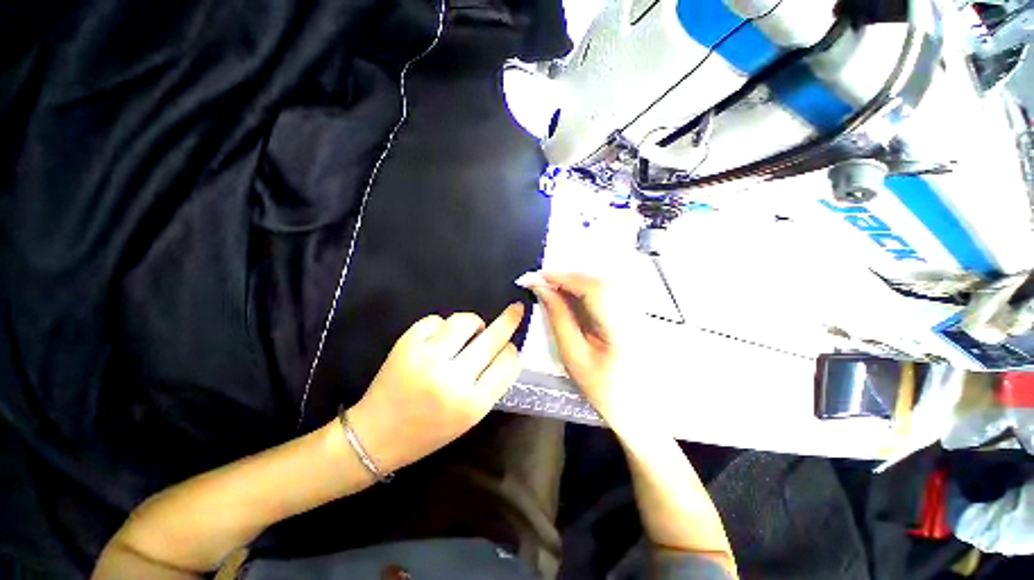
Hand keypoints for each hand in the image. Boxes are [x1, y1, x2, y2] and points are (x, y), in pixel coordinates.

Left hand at [347, 303, 524, 473]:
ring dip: (472, 323)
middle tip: (516, 308)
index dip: (511, 350)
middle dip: (509, 320)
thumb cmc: (428, 432)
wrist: (375, 437)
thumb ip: (490, 384)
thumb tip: (505, 349)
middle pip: (491, 339)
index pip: (507, 363)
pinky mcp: (406, 345)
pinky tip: (437, 340)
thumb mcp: (468, 417)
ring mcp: (427, 359)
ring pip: (464, 321)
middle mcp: (452, 379)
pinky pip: (435, 320)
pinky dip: (441, 326)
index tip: (509, 346)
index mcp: (472, 404)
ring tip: (468, 332)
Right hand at [522, 272, 653, 437]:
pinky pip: (608, 291)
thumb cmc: (602, 388)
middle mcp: (633, 312)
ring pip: (603, 282)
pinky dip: (586, 289)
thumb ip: (558, 318)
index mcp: (620, 328)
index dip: (563, 277)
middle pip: (599, 280)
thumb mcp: (573, 355)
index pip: (592, 288)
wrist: (637, 406)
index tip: (537, 277)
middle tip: (542, 282)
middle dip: (567, 277)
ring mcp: (636, 311)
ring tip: (553, 289)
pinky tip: (572, 297)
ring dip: (576, 282)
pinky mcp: (634, 312)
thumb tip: (543, 290)